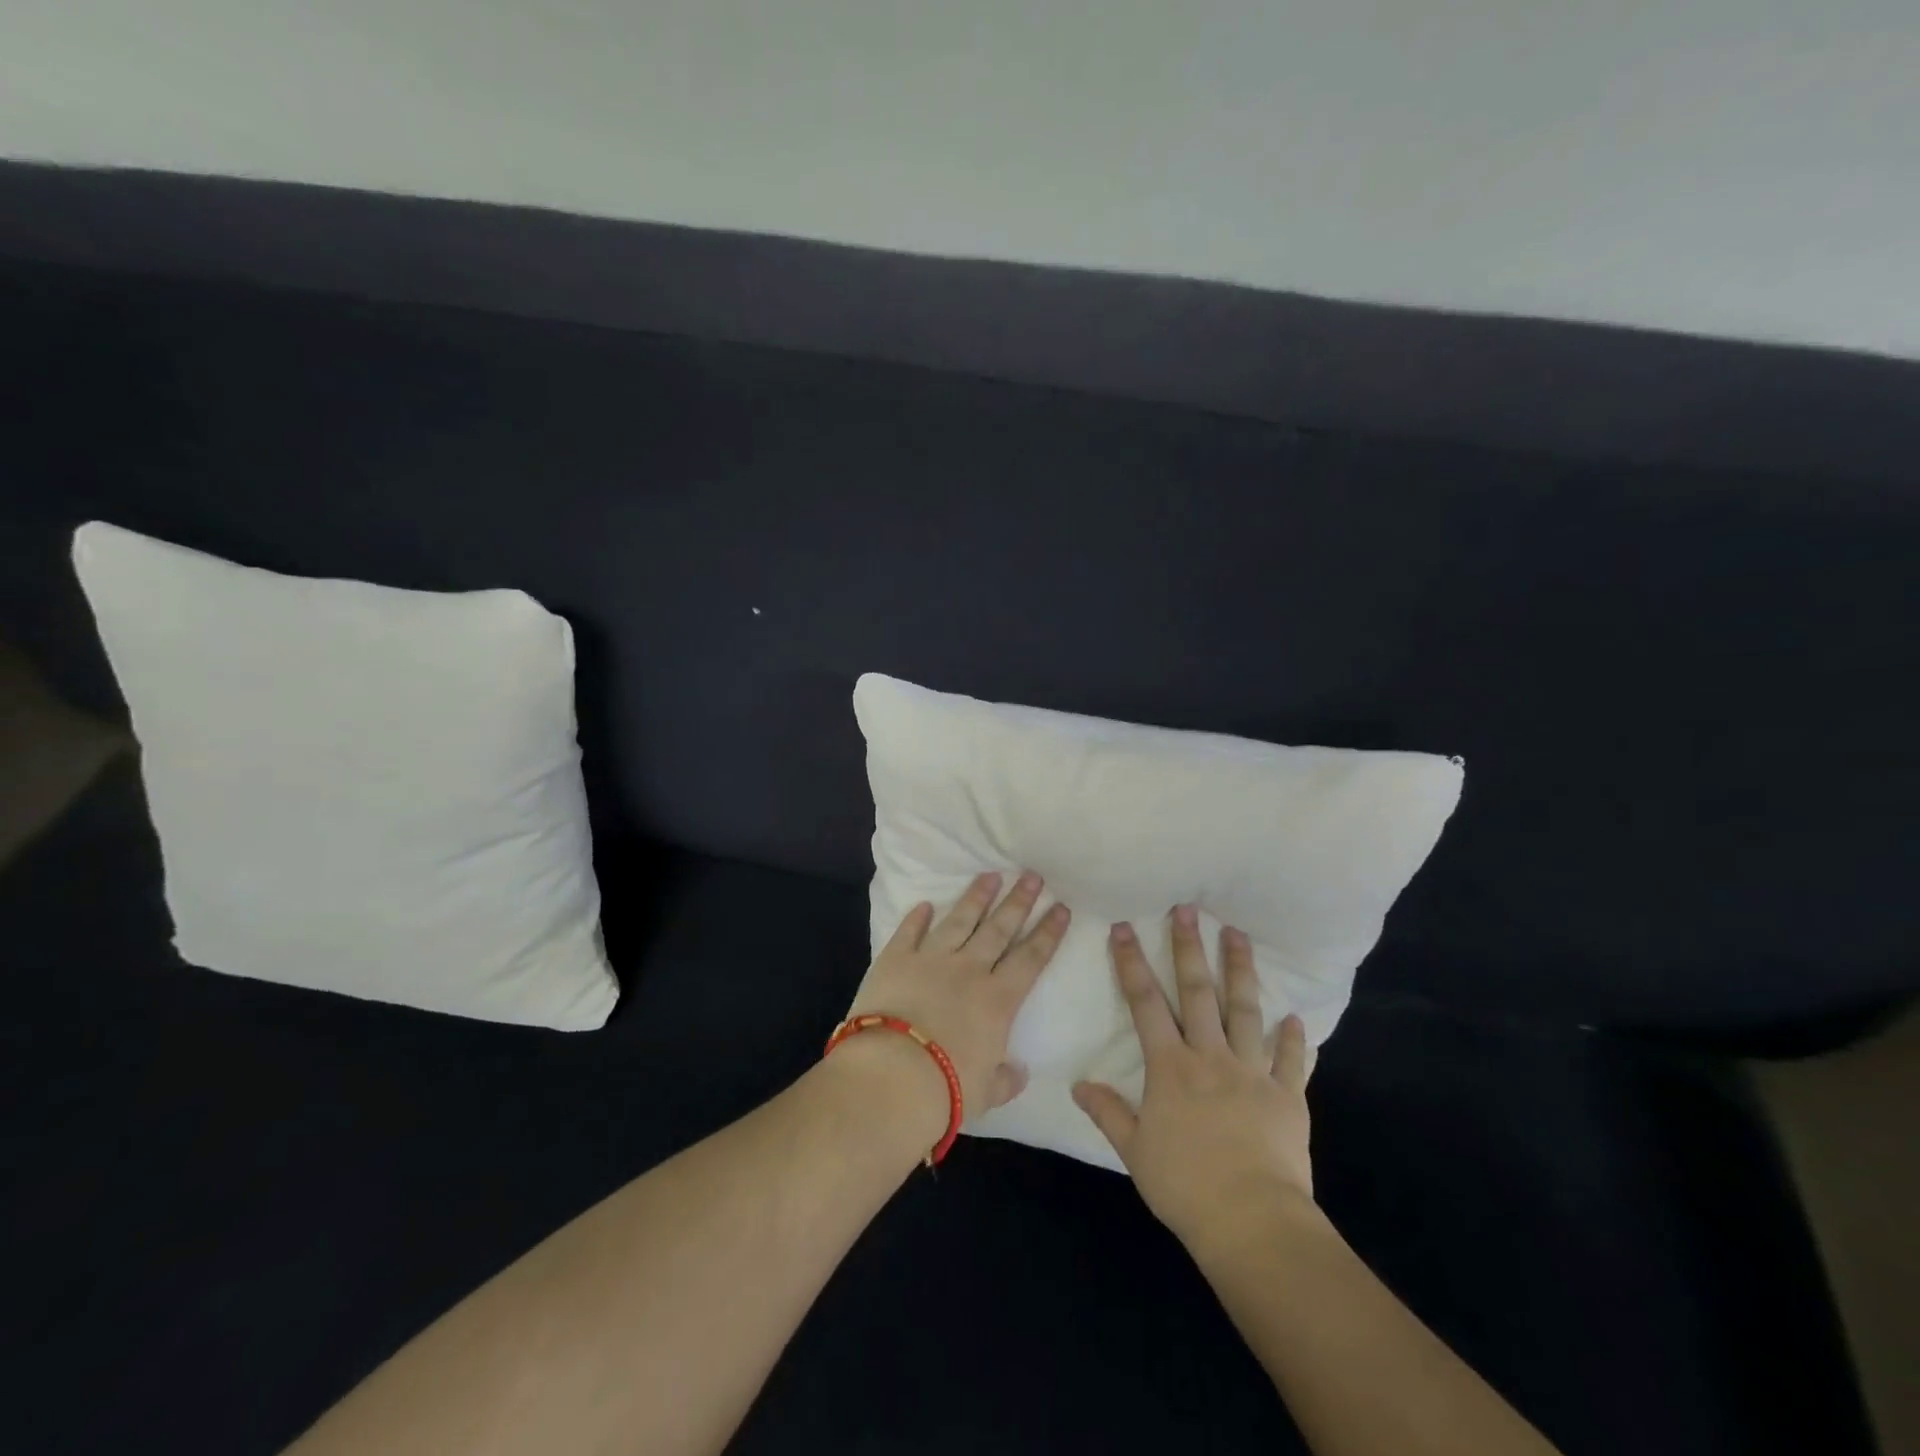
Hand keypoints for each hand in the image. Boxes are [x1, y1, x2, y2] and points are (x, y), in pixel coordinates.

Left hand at [847, 871, 1070, 1133]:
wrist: (892, 1075)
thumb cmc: (947, 1089)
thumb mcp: (986, 1093)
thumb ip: (1005, 1079)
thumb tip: (1020, 1072)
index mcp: (998, 1000)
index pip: (1031, 958)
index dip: (1048, 932)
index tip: (1060, 907)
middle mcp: (969, 970)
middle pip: (999, 928)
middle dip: (1019, 901)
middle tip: (1031, 876)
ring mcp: (930, 959)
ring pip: (959, 920)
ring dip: (976, 897)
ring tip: (990, 875)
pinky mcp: (895, 960)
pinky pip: (909, 932)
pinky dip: (917, 918)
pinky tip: (925, 904)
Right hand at [1072, 905, 1312, 1250]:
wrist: (1252, 1221)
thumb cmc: (1184, 1185)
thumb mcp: (1134, 1150)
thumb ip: (1108, 1112)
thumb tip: (1078, 1083)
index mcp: (1171, 1067)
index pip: (1145, 1004)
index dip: (1132, 964)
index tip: (1125, 929)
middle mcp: (1210, 1057)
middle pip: (1198, 993)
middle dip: (1189, 948)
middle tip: (1187, 909)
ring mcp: (1252, 1073)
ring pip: (1246, 1011)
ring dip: (1241, 971)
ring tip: (1238, 935)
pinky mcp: (1288, 1097)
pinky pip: (1291, 1061)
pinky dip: (1293, 1039)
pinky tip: (1295, 1018)